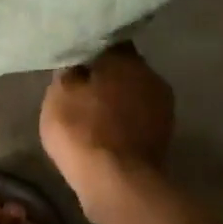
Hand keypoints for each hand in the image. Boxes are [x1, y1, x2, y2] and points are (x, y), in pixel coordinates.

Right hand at [39, 44, 175, 200]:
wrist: (118, 181)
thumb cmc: (82, 129)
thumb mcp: (59, 94)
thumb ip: (70, 73)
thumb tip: (79, 64)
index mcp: (125, 59)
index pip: (108, 42)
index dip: (91, 49)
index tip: (76, 57)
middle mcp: (151, 76)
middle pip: (125, 69)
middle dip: (106, 75)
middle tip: (82, 85)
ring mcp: (162, 107)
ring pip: (134, 93)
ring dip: (117, 99)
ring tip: (93, 109)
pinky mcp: (163, 135)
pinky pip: (138, 117)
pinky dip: (124, 120)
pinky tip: (106, 129)